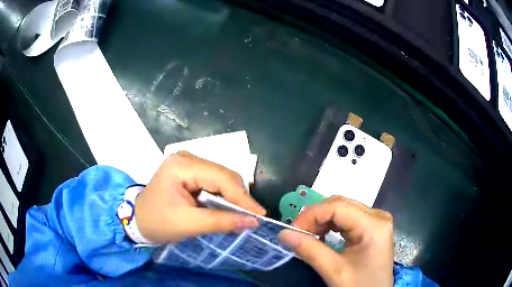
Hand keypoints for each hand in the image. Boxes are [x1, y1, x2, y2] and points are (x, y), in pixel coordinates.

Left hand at [134, 151, 265, 242]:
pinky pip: (214, 181)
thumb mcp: (189, 224)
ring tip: (240, 215)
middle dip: (239, 197)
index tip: (260, 214)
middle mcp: (187, 157)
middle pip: (224, 175)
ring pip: (222, 177)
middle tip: (250, 218)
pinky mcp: (190, 171)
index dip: (243, 198)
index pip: (222, 178)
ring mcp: (189, 162)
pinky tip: (227, 208)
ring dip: (232, 197)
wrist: (138, 220)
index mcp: (182, 166)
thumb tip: (253, 222)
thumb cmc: (158, 222)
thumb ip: (221, 222)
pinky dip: (223, 196)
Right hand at [278, 196, 393, 286]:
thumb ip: (309, 250)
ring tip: (308, 235)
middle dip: (316, 217)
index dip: (312, 215)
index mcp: (373, 225)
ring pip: (343, 209)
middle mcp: (377, 216)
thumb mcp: (334, 271)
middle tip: (298, 233)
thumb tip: (284, 234)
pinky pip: (348, 217)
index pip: (338, 206)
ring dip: (322, 220)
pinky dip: (331, 224)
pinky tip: (322, 235)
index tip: (293, 230)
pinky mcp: (372, 227)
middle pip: (340, 204)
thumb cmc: (359, 285)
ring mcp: (376, 220)